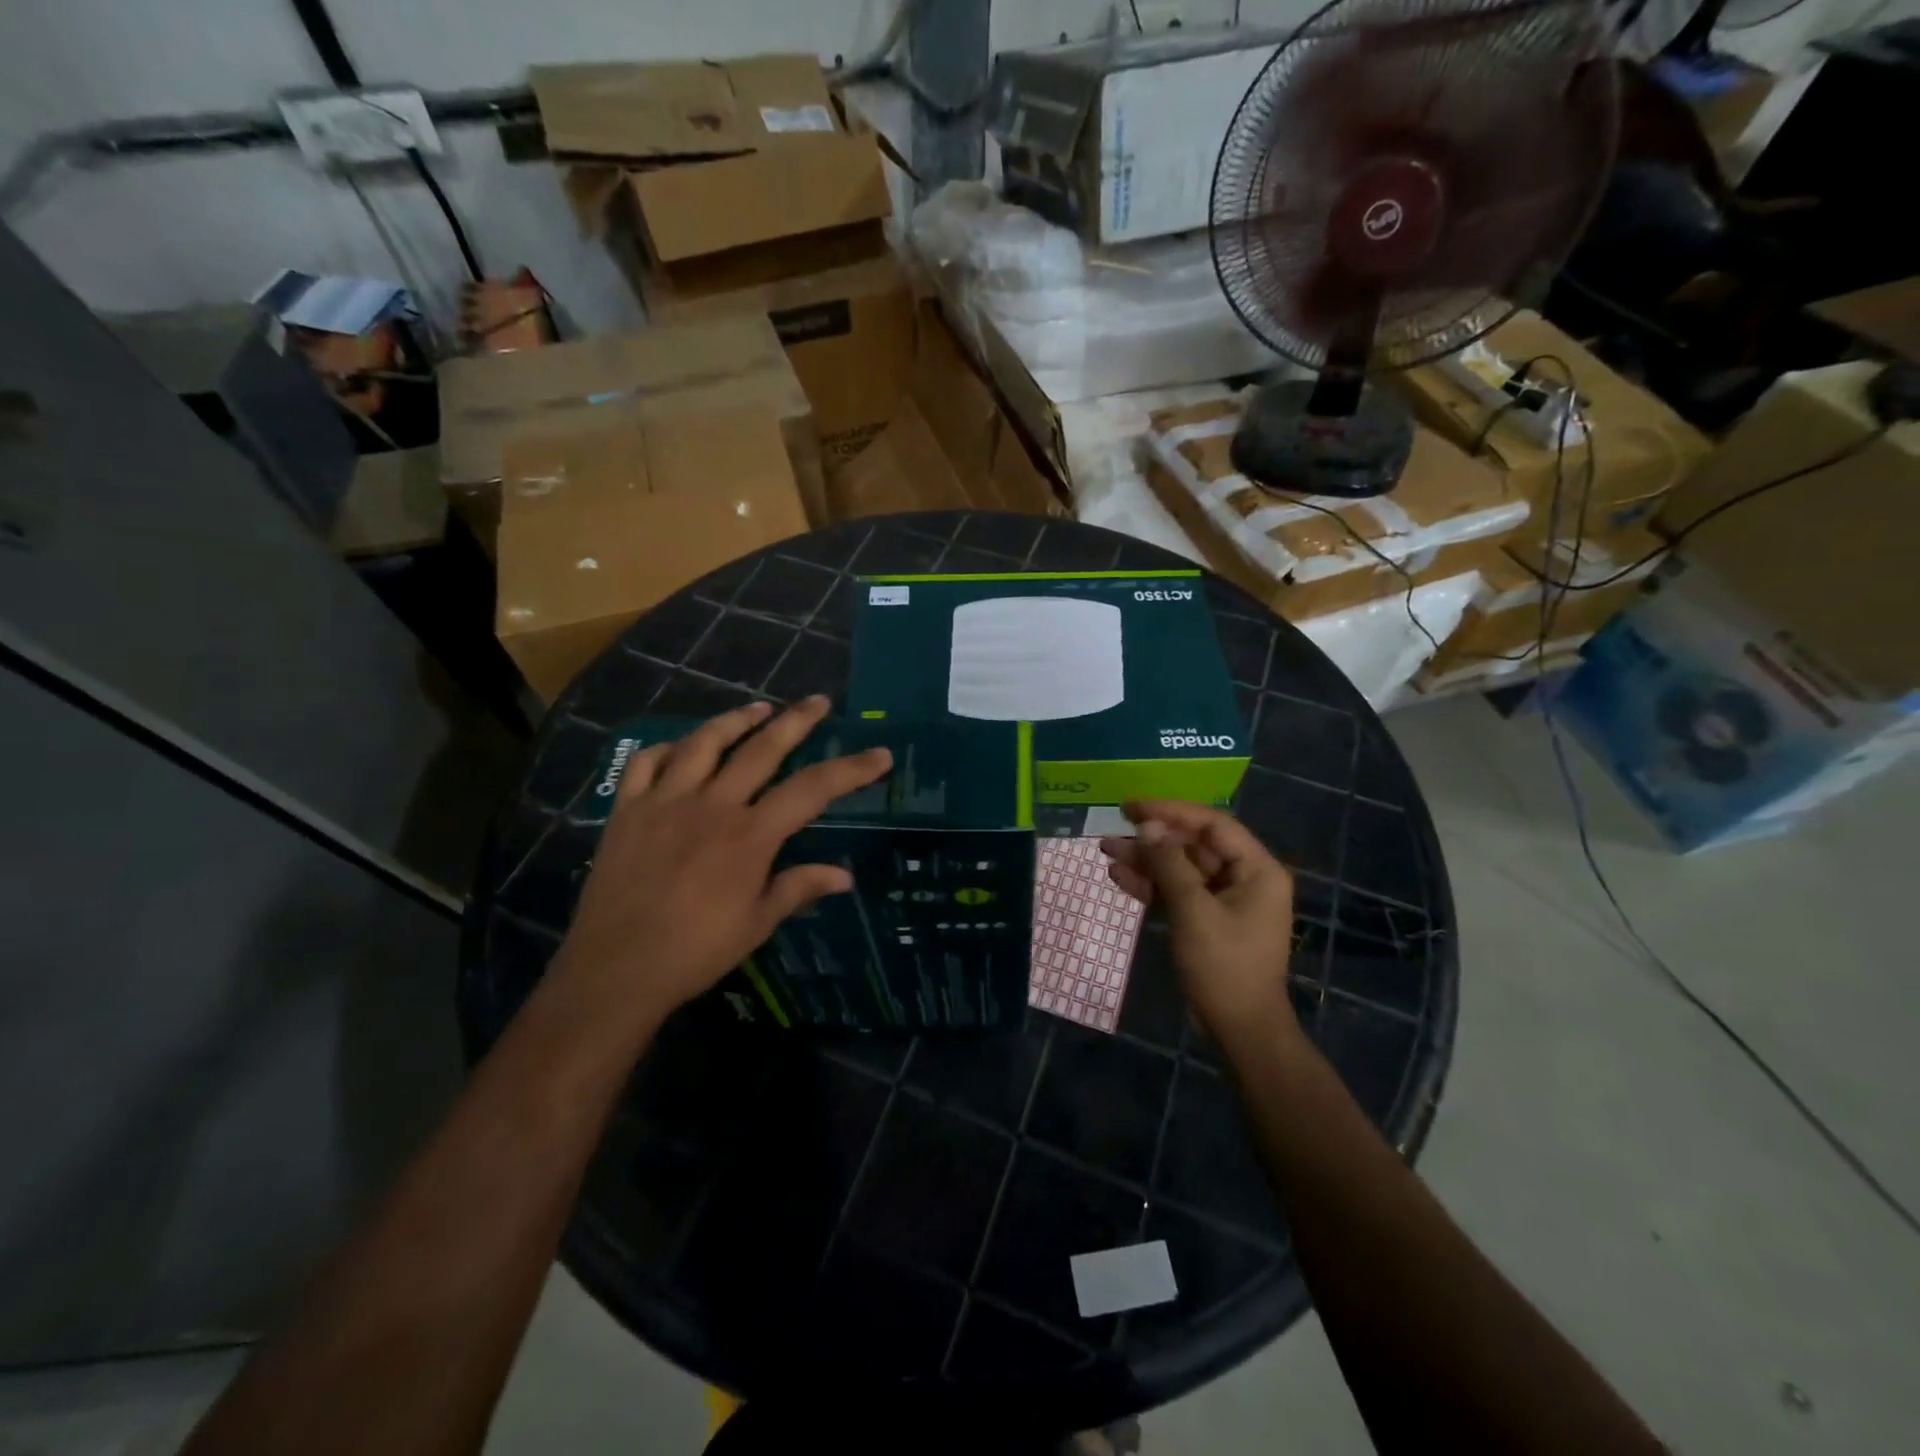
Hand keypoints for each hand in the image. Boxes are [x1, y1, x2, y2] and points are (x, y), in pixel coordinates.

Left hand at [553, 697, 890, 1029]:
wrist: (614, 969)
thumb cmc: (695, 951)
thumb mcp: (757, 923)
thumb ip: (799, 888)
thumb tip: (845, 876)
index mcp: (750, 835)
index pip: (812, 790)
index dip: (850, 770)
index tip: (879, 755)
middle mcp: (711, 805)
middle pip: (762, 749)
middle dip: (796, 722)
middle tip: (818, 702)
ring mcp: (665, 801)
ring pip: (704, 743)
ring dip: (736, 720)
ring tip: (758, 708)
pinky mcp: (627, 810)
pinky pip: (646, 763)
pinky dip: (668, 748)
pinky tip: (682, 747)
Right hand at [1102, 801, 1298, 1045]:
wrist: (1240, 1030)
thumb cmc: (1224, 967)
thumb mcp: (1194, 911)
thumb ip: (1169, 864)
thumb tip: (1147, 826)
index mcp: (1256, 869)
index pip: (1211, 824)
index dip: (1170, 811)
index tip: (1132, 807)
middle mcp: (1244, 877)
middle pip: (1193, 845)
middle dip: (1152, 839)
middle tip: (1112, 832)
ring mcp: (1225, 900)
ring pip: (1181, 868)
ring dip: (1146, 861)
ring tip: (1106, 851)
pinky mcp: (1207, 919)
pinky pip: (1178, 892)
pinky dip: (1152, 885)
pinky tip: (1120, 877)